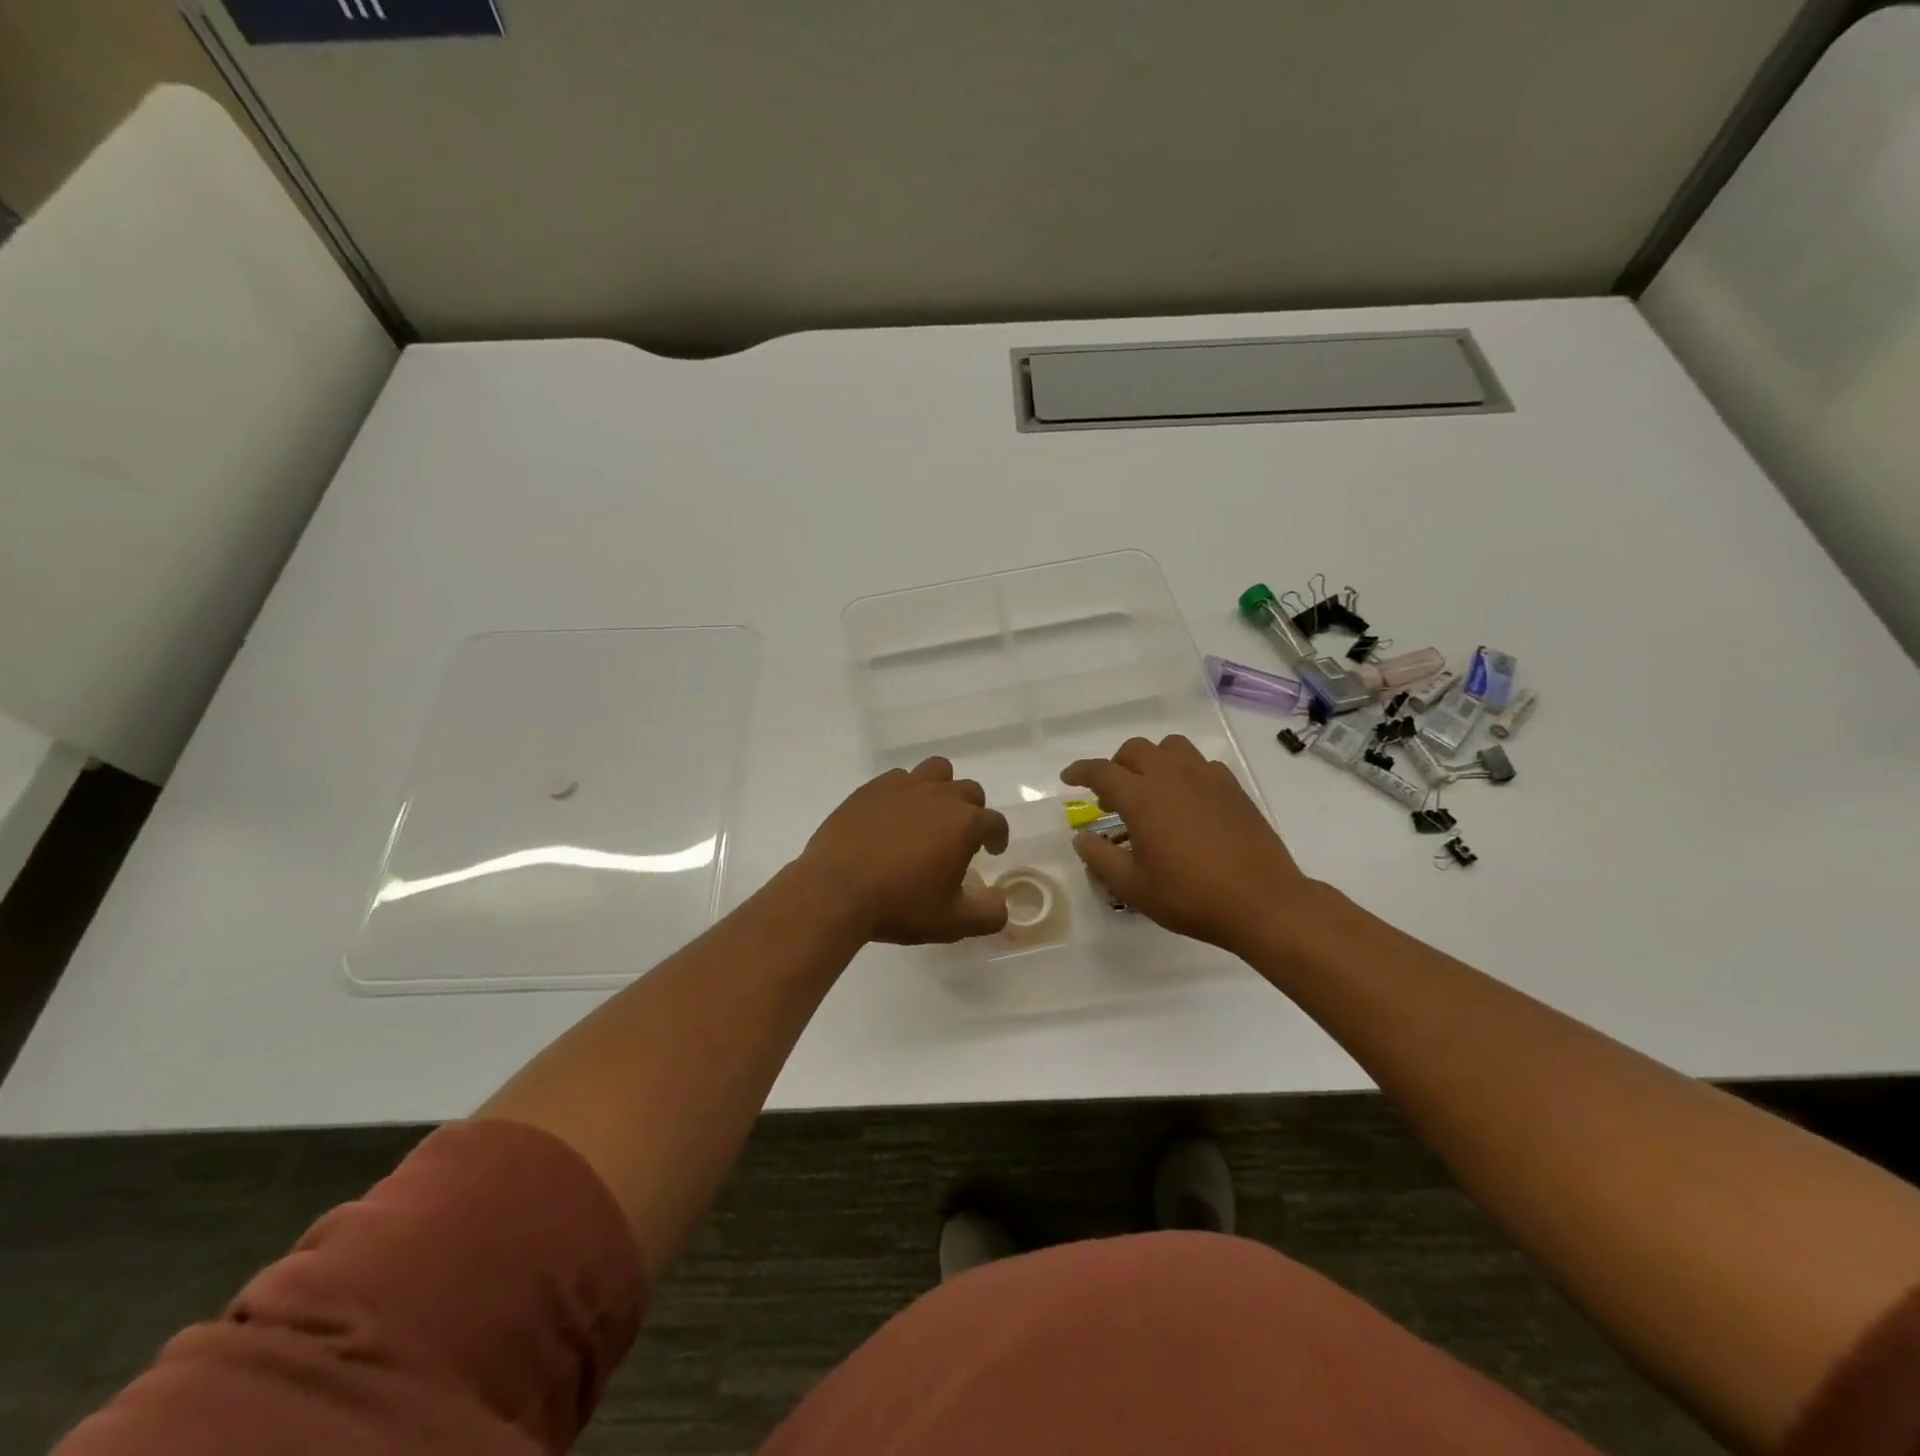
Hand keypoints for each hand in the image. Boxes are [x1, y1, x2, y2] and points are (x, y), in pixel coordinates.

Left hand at [798, 758, 1009, 944]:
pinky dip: (905, 792)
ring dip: (942, 789)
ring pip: (936, 771)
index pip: (994, 822)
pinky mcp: (871, 789)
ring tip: (931, 814)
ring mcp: (903, 787)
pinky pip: (899, 778)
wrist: (835, 891)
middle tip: (961, 836)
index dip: (998, 836)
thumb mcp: (952, 923)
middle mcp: (939, 796)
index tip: (992, 849)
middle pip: (968, 791)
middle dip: (972, 810)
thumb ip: (988, 914)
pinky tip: (895, 815)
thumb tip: (1002, 904)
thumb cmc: (899, 905)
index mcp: (964, 823)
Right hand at [1062, 735, 1313, 953]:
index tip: (1068, 779)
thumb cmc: (1190, 896)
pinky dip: (1185, 772)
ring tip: (1150, 789)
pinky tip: (1187, 800)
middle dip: (1116, 765)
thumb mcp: (1133, 887)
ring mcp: (1206, 778)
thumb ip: (1100, 858)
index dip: (1079, 772)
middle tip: (1111, 795)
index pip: (1101, 771)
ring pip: (1171, 747)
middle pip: (1135, 749)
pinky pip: (1201, 763)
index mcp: (1142, 797)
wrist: (1261, 901)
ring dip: (1152, 760)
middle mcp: (1172, 776)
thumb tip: (1080, 839)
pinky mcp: (1232, 788)